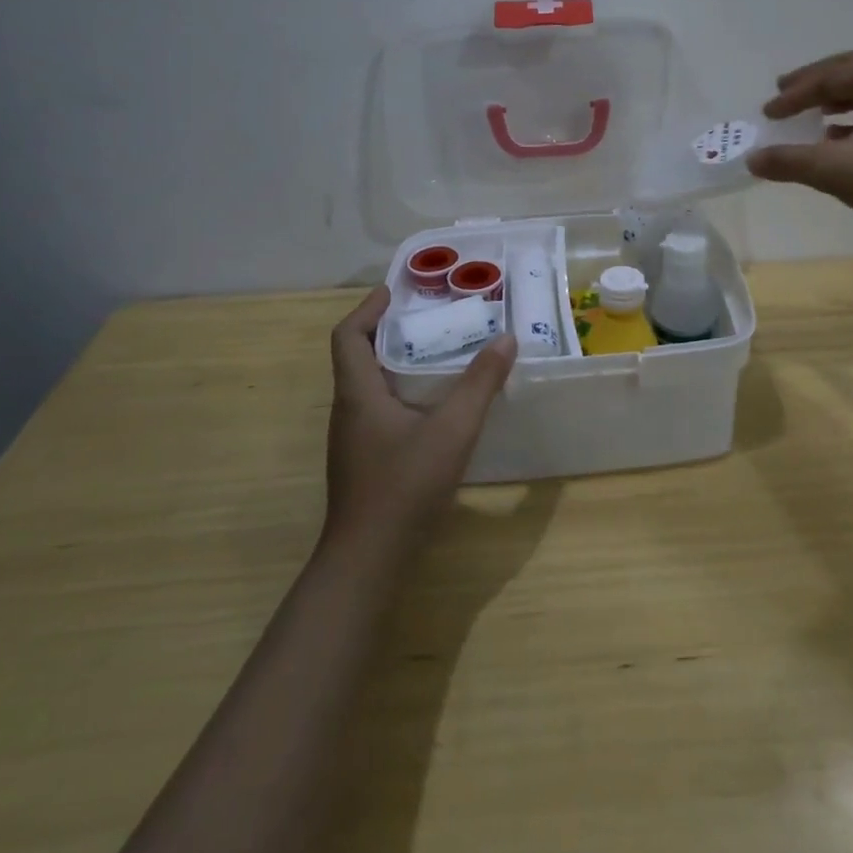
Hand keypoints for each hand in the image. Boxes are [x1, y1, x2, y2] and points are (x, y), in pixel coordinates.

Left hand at [324, 287, 516, 555]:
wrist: (367, 561)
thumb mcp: (453, 430)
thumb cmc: (404, 485)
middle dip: (389, 330)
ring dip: (396, 362)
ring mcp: (353, 439)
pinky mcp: (364, 460)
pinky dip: (401, 392)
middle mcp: (349, 410)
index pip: (347, 335)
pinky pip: (378, 409)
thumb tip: (505, 339)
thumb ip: (480, 384)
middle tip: (428, 317)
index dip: (368, 308)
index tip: (395, 291)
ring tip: (437, 352)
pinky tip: (434, 405)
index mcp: (358, 393)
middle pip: (358, 356)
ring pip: (369, 385)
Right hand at [747, 51, 852, 240]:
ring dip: (834, 98)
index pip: (829, 77)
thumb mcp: (837, 171)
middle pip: (850, 71)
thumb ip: (790, 162)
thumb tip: (752, 159)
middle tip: (783, 91)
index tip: (767, 113)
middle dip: (814, 82)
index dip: (793, 95)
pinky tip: (838, 138)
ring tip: (810, 112)